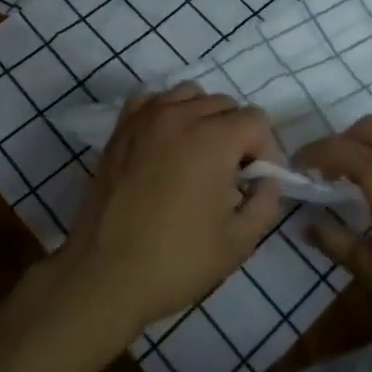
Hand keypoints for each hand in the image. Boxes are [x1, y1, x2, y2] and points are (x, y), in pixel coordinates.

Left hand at [58, 84, 284, 336]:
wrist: (104, 277)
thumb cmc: (176, 262)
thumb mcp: (239, 242)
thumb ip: (266, 202)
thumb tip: (267, 180)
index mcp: (213, 139)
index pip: (256, 120)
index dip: (266, 150)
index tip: (256, 182)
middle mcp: (180, 116)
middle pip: (226, 104)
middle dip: (237, 135)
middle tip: (230, 176)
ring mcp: (146, 118)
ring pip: (190, 95)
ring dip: (204, 117)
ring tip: (199, 155)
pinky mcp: (121, 129)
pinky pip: (153, 100)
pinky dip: (167, 111)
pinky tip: (167, 142)